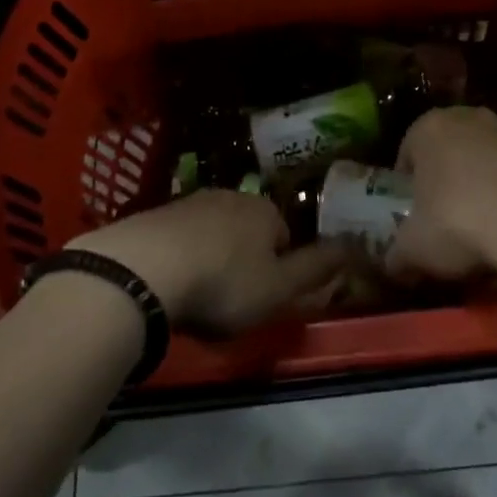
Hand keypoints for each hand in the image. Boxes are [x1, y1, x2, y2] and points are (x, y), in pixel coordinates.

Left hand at [70, 191, 353, 336]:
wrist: (141, 270)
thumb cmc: (222, 284)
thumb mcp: (279, 289)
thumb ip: (316, 270)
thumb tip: (354, 247)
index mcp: (264, 211)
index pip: (284, 235)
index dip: (278, 268)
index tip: (262, 297)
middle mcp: (230, 196)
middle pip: (246, 230)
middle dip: (242, 259)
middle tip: (229, 300)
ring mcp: (188, 202)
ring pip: (211, 232)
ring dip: (209, 257)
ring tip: (195, 295)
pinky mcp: (153, 215)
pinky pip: (176, 238)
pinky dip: (177, 257)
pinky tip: (166, 284)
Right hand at [386, 107, 496, 281]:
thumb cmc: (457, 223)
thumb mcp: (413, 249)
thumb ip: (397, 254)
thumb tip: (393, 266)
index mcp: (428, 128)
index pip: (408, 152)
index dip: (409, 185)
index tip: (415, 213)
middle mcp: (467, 117)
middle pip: (449, 149)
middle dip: (447, 177)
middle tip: (446, 216)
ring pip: (485, 156)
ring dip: (482, 181)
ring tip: (484, 223)